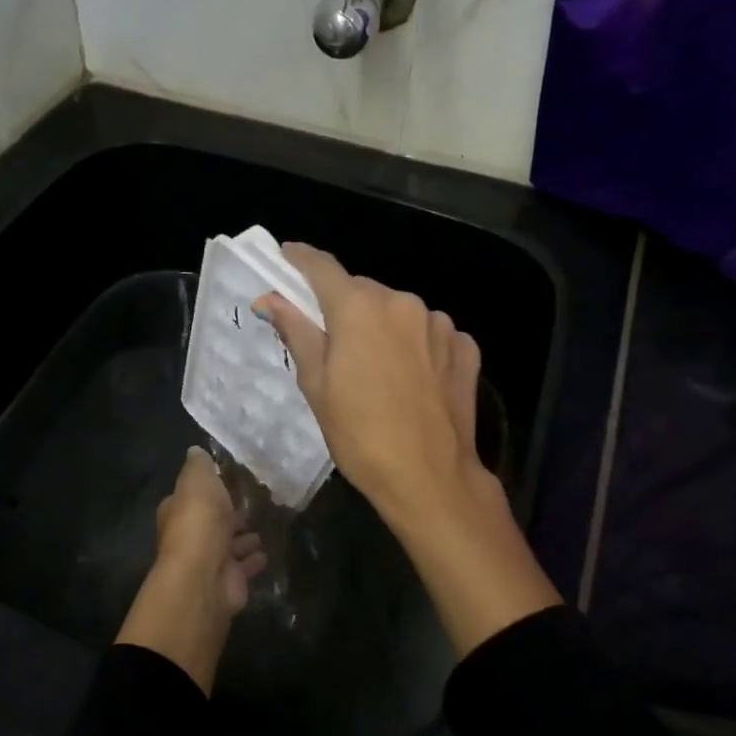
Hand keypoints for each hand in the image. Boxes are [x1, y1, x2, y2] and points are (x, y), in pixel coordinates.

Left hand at [117, 448, 265, 693]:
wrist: (204, 576)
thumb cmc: (199, 522)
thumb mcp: (198, 481)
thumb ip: (199, 466)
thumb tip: (196, 451)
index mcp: (178, 511)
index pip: (191, 497)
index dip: (208, 490)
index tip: (229, 481)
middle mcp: (190, 536)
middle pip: (211, 522)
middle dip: (228, 515)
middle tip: (252, 504)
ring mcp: (209, 560)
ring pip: (228, 545)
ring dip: (242, 538)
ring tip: (262, 527)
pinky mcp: (228, 580)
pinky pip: (244, 566)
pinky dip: (253, 560)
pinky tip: (266, 552)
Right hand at [255, 244, 562, 656]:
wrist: (430, 477)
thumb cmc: (360, 435)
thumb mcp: (316, 385)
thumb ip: (296, 332)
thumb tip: (270, 298)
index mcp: (359, 308)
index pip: (322, 266)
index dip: (299, 259)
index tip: (285, 258)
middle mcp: (402, 302)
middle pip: (362, 291)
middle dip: (344, 307)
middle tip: (332, 341)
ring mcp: (439, 323)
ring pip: (398, 311)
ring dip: (383, 327)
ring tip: (377, 370)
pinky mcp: (465, 346)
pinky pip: (429, 333)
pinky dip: (415, 345)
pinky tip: (412, 379)